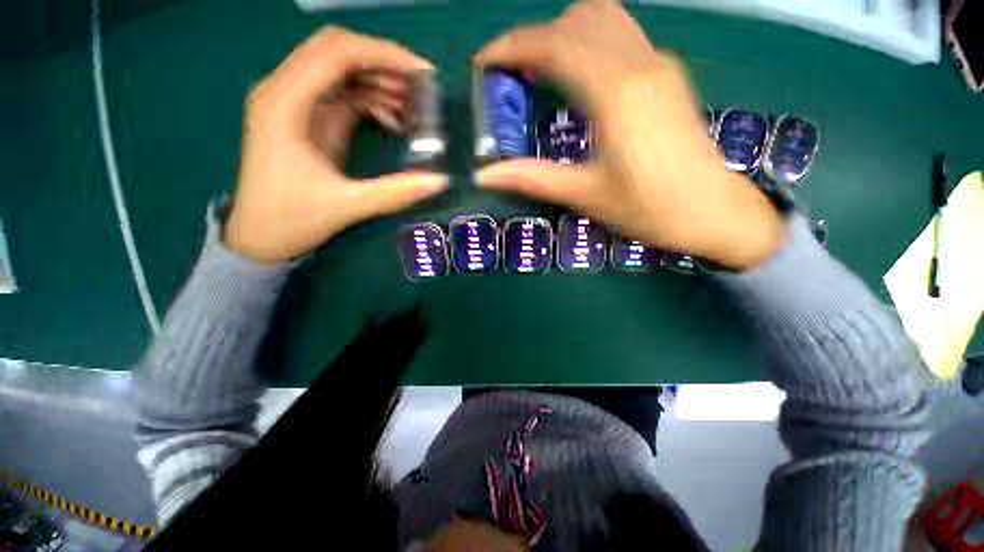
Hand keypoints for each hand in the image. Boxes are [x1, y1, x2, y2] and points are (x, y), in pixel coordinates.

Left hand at [226, 27, 447, 263]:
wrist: (261, 236)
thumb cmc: (292, 219)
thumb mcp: (348, 206)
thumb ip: (396, 192)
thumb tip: (441, 181)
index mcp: (284, 105)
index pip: (336, 53)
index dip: (383, 55)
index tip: (423, 73)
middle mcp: (284, 92)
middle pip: (337, 51)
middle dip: (383, 63)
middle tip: (421, 87)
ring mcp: (294, 104)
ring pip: (341, 70)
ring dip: (379, 81)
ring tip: (413, 106)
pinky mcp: (306, 119)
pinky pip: (342, 94)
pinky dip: (370, 99)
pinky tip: (393, 119)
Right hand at [474, 0, 785, 268]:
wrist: (713, 211)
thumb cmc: (650, 209)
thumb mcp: (586, 195)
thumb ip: (533, 178)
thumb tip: (485, 175)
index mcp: (617, 93)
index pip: (556, 44)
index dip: (513, 46)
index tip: (485, 62)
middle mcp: (640, 64)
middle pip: (578, 20)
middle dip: (535, 39)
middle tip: (511, 75)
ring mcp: (658, 64)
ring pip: (604, 19)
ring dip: (563, 34)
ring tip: (539, 72)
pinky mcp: (667, 75)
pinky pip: (620, 36)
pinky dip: (587, 42)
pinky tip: (576, 76)